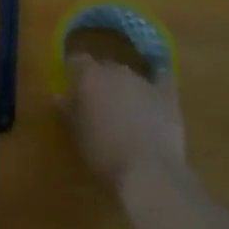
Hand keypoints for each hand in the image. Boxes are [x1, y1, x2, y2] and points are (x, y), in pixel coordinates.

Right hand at [58, 53, 191, 195]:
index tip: (71, 88)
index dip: (74, 72)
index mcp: (90, 76)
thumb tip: (60, 96)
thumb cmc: (104, 153)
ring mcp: (144, 81)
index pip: (77, 60)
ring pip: (130, 76)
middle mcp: (117, 70)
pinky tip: (154, 92)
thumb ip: (69, 111)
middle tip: (96, 104)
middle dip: (100, 81)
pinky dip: (156, 84)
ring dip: (124, 87)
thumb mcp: (77, 134)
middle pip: (104, 67)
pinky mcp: (168, 95)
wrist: (148, 168)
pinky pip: (162, 80)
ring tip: (123, 110)